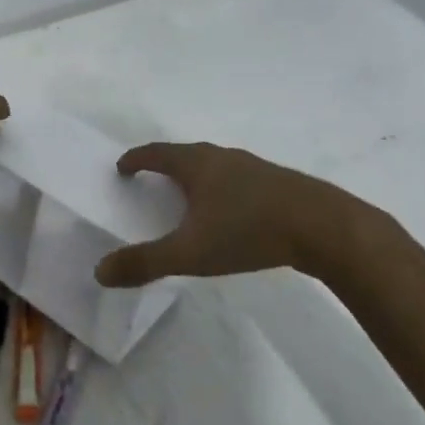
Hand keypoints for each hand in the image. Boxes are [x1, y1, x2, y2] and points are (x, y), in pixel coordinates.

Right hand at [94, 142, 315, 287]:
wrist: (325, 227)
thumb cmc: (249, 231)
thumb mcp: (190, 252)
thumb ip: (145, 263)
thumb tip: (99, 272)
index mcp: (196, 164)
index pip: (156, 153)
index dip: (135, 159)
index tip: (122, 167)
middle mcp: (222, 157)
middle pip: (184, 154)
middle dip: (164, 166)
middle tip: (150, 182)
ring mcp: (253, 167)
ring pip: (214, 165)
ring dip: (195, 176)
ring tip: (188, 197)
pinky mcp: (278, 182)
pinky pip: (237, 178)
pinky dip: (221, 188)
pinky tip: (230, 212)